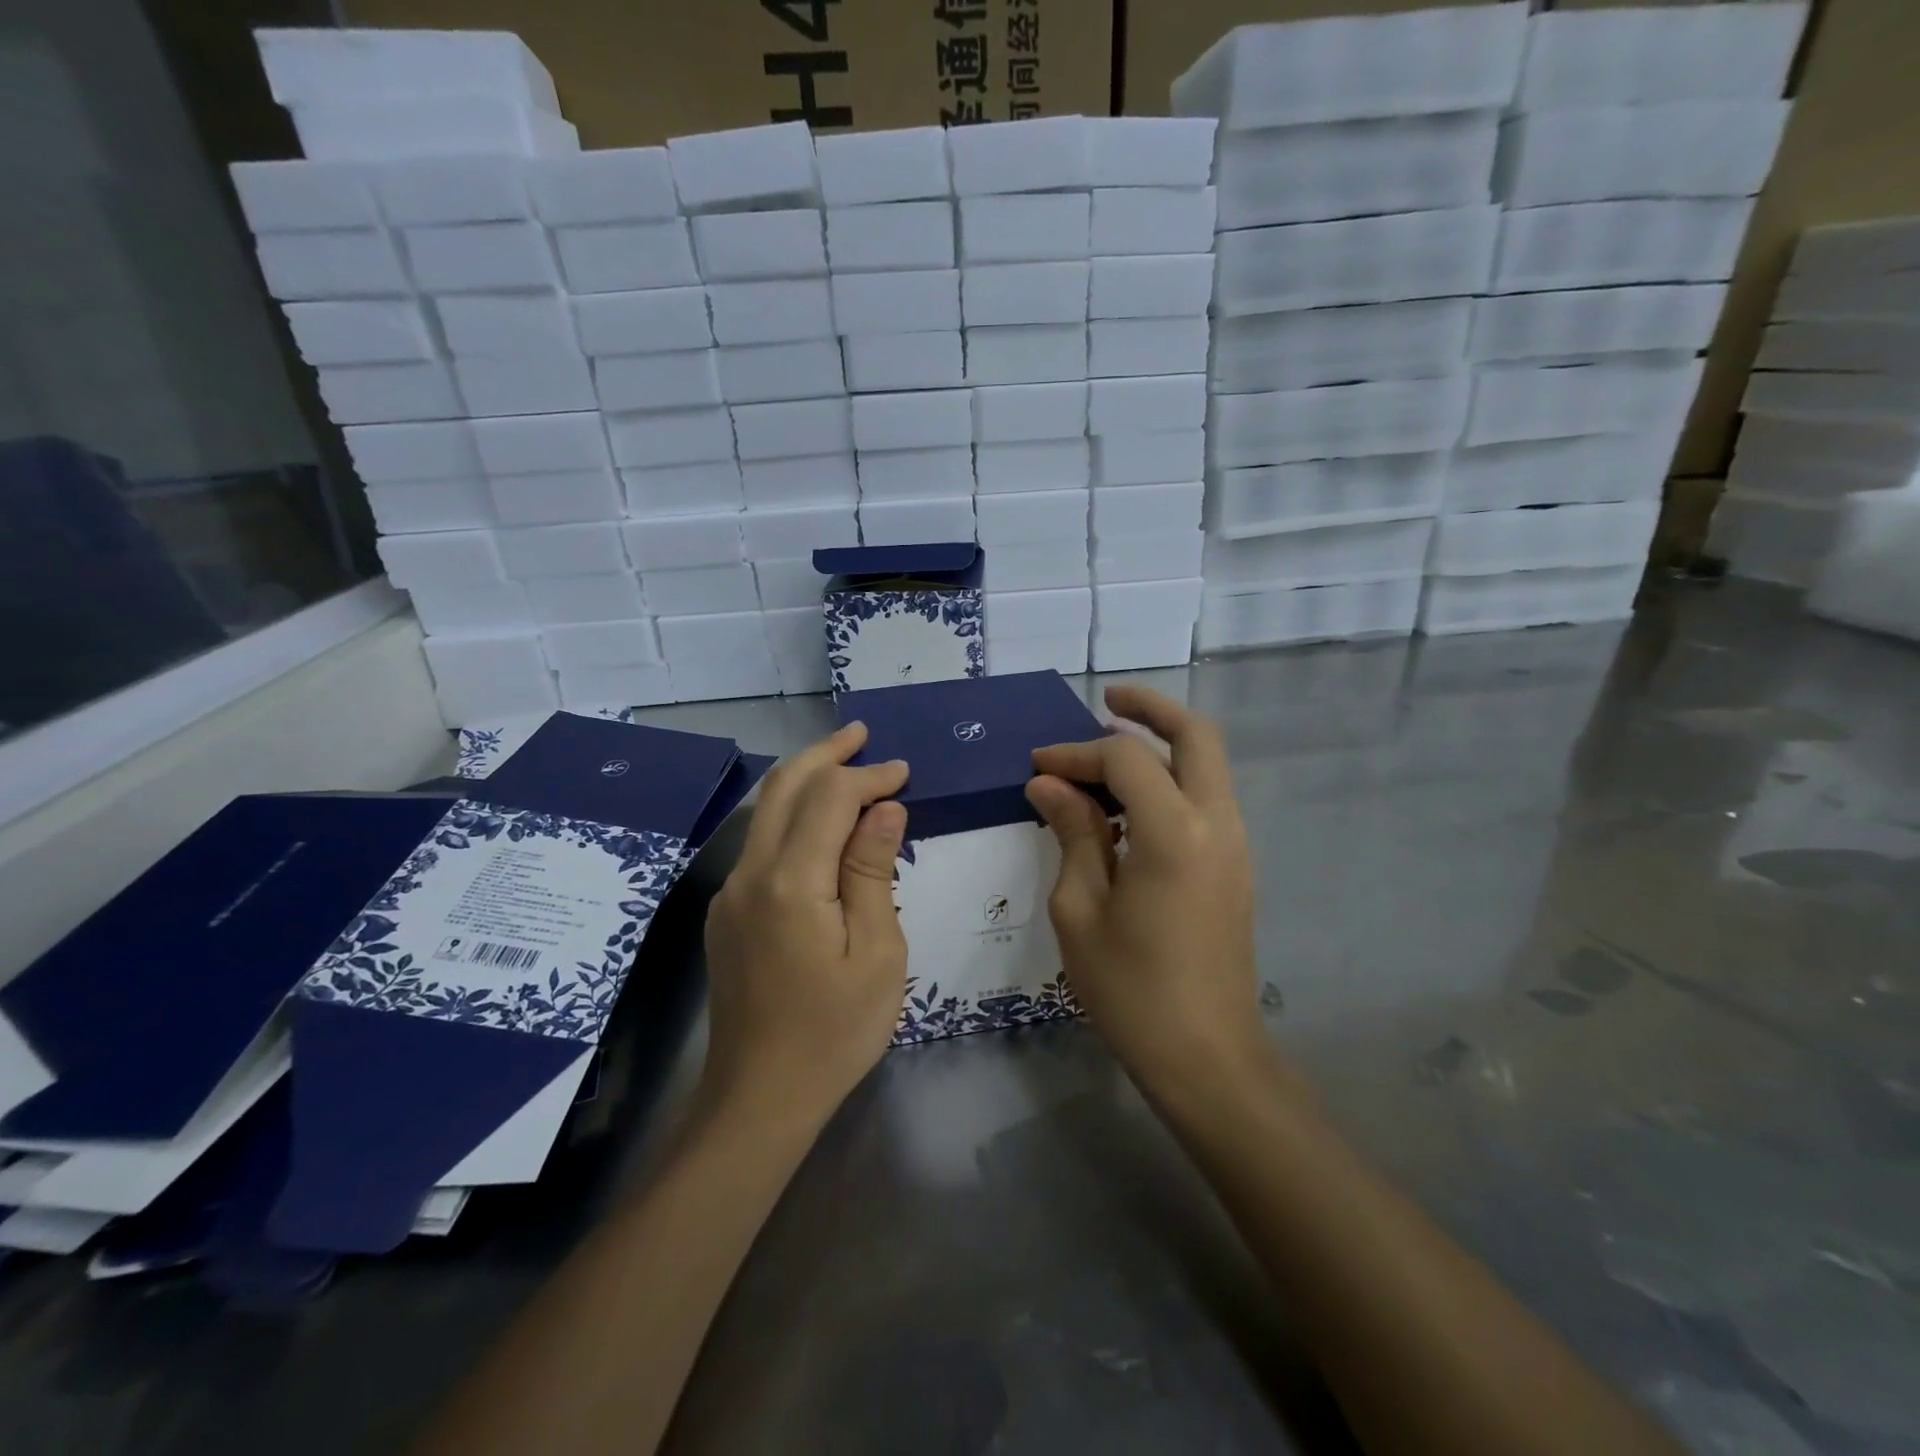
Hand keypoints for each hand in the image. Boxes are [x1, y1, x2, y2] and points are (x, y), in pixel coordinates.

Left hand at [702, 722, 908, 1123]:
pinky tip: (821, 824)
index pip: (829, 798)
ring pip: (765, 812)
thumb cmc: (834, 1032)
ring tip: (845, 763)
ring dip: (805, 780)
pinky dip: (793, 816)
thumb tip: (884, 808)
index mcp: (789, 883)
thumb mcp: (877, 953)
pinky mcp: (728, 912)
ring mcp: (730, 893)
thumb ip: (874, 872)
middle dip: (825, 755)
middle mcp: (749, 874)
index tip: (905, 772)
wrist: (759, 1099)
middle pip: (782, 788)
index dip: (868, 776)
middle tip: (863, 735)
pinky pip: (761, 843)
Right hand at [1026, 686, 1266, 1102]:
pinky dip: (1170, 781)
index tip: (1037, 766)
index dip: (1076, 752)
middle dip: (1151, 708)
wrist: (1206, 1056)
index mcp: (1174, 832)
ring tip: (1105, 756)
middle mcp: (1216, 823)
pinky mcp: (1235, 865)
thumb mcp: (1080, 908)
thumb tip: (1049, 783)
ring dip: (1161, 746)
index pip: (1125, 758)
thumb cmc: (1131, 988)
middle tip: (1107, 699)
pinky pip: (1205, 798)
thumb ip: (1072, 833)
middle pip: (1196, 736)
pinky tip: (1127, 805)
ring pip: (1207, 765)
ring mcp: (1235, 844)